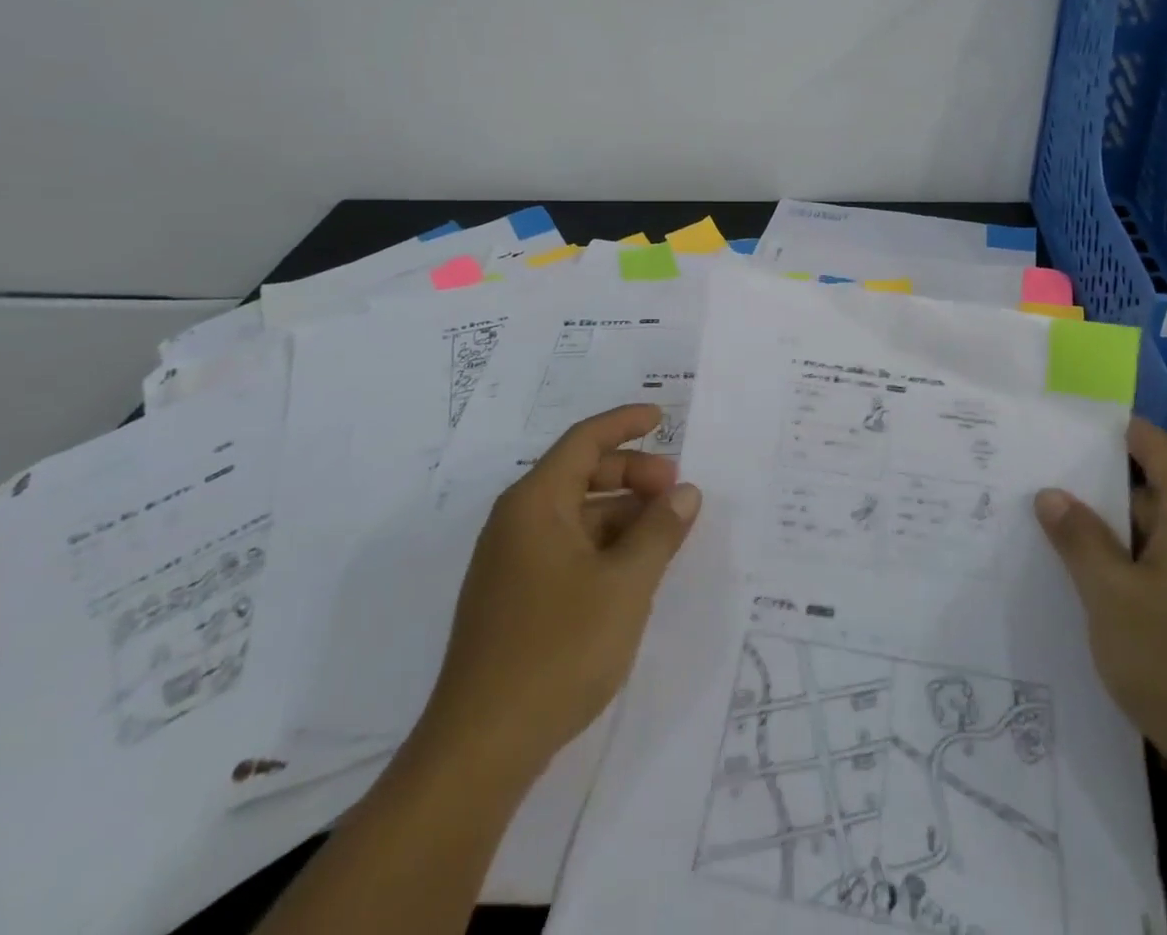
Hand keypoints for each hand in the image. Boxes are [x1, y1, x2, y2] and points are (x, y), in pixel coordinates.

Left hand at [421, 404, 700, 774]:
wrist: (480, 749)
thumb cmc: (558, 650)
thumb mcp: (626, 584)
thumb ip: (660, 531)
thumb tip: (685, 493)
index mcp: (535, 503)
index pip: (584, 441)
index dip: (625, 423)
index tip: (662, 418)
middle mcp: (517, 522)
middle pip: (580, 475)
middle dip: (632, 474)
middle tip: (676, 491)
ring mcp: (510, 563)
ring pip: (575, 516)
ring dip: (622, 514)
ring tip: (665, 534)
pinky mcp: (513, 600)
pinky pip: (566, 549)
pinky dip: (604, 546)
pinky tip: (633, 571)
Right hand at [1035, 419, 1166, 802]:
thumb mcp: (1110, 594)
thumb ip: (1079, 539)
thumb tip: (1053, 495)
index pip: (1163, 453)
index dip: (1126, 433)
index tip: (1081, 425)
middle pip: (1164, 498)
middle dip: (1108, 494)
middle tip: (1052, 490)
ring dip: (1122, 540)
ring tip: (1065, 543)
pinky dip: (1143, 574)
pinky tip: (1105, 598)